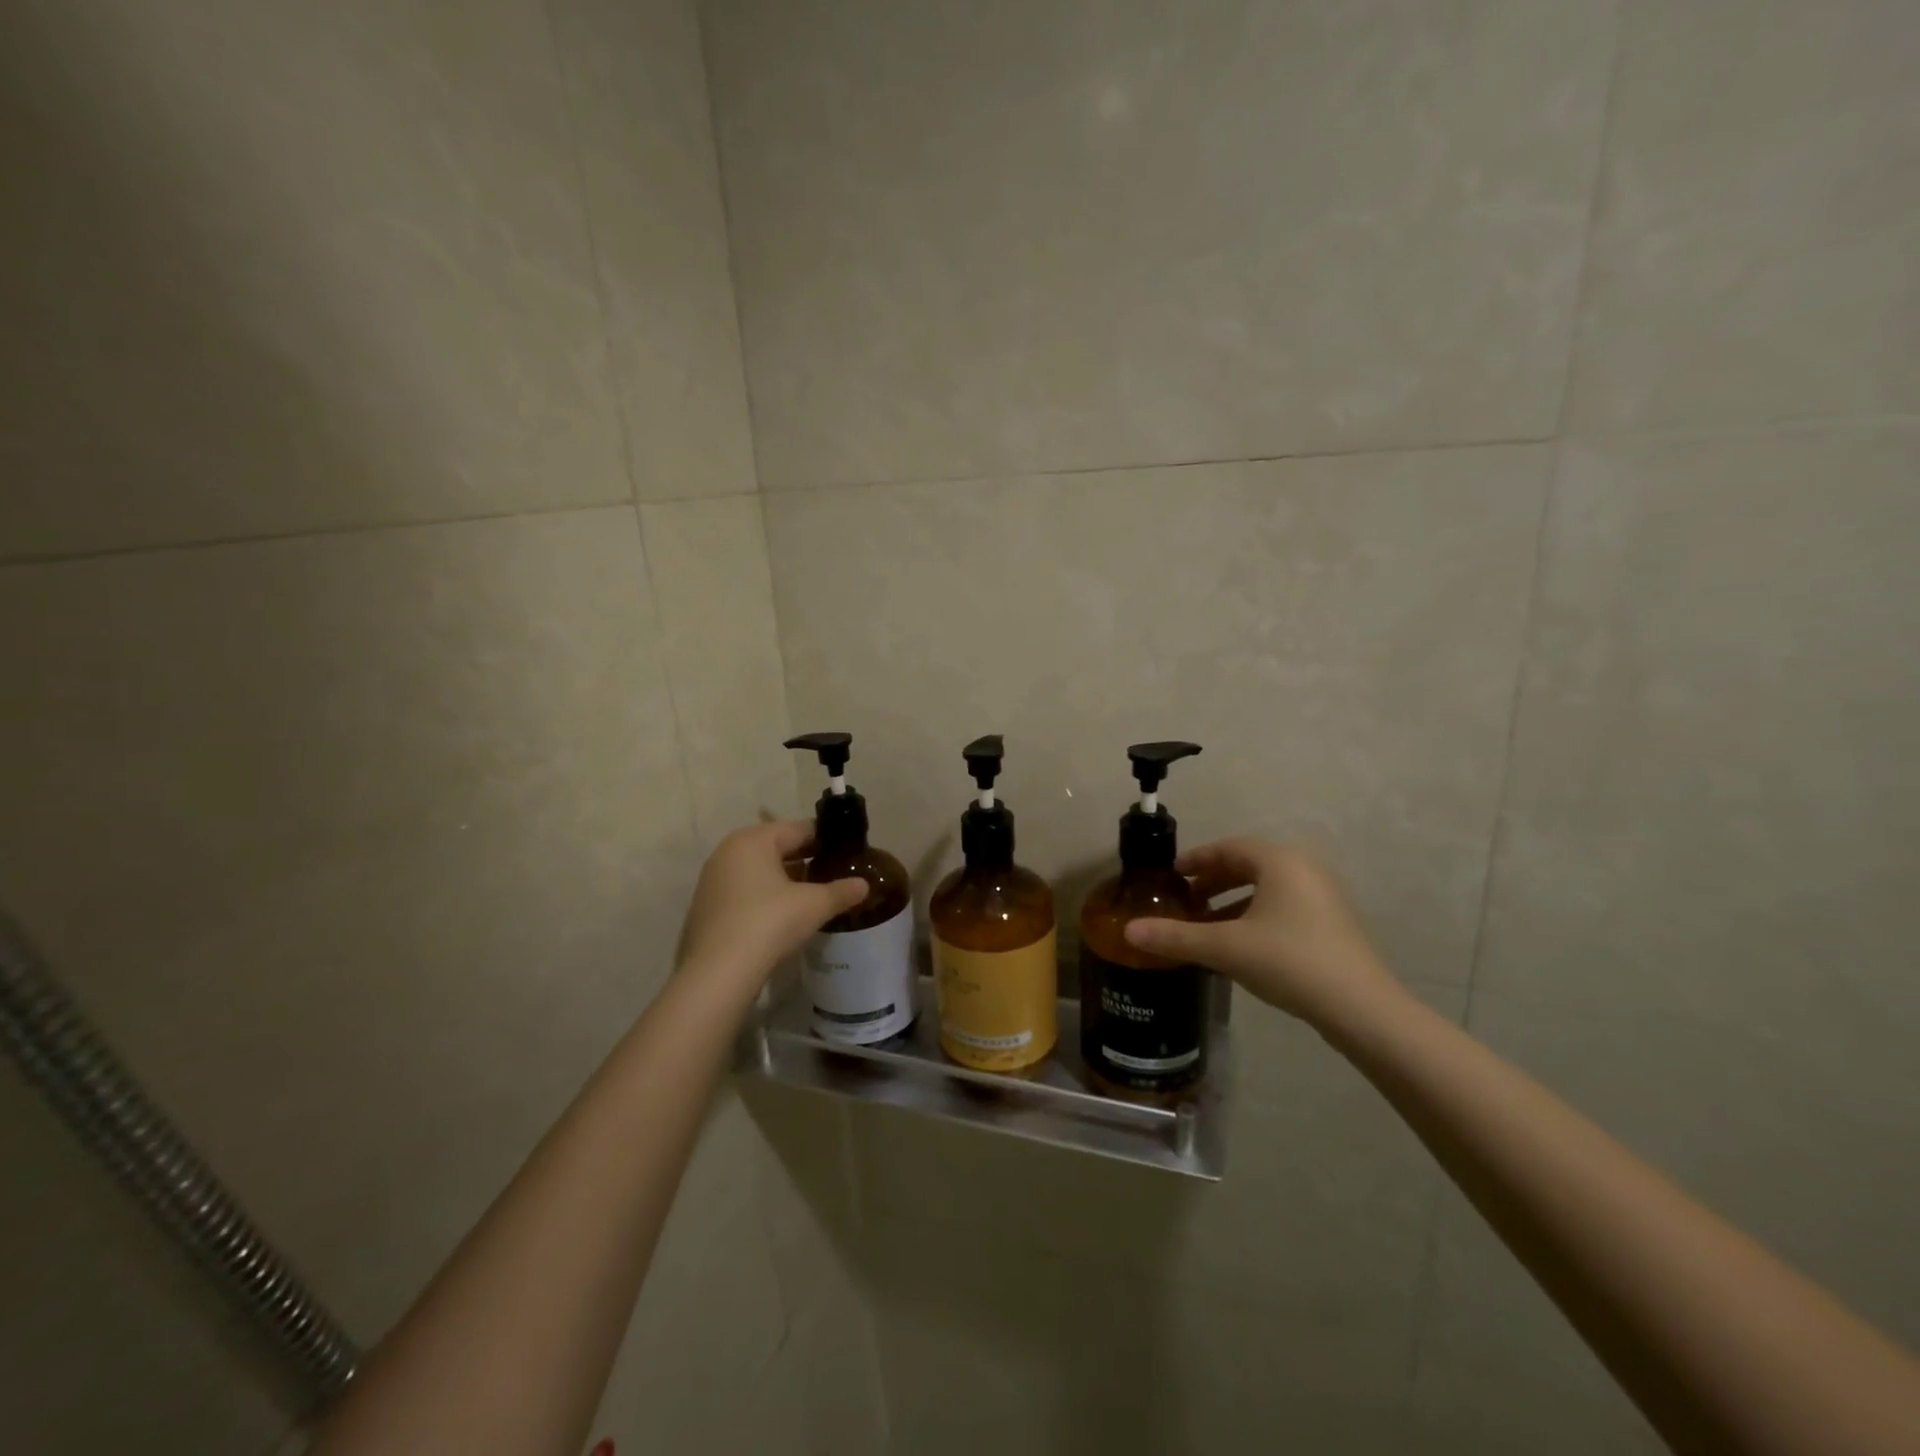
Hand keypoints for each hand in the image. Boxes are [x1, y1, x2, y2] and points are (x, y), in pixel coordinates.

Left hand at [675, 821, 867, 990]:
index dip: (825, 839)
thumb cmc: (769, 922)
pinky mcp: (706, 908)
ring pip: (759, 871)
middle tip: (833, 873)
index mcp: (753, 840)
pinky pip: (744, 892)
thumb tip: (864, 885)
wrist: (718, 972)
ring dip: (785, 880)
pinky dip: (765, 897)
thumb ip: (841, 891)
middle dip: (805, 860)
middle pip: (776, 848)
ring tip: (813, 896)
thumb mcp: (814, 905)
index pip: (797, 829)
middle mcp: (728, 852)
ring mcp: (713, 881)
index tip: (846, 852)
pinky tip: (783, 917)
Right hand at [1123, 838, 1400, 1025]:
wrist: (1361, 1009)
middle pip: (1248, 866)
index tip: (1171, 875)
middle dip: (1212, 881)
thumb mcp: (1225, 947)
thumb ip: (1176, 937)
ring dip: (1232, 901)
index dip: (1196, 859)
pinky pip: (1283, 908)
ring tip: (1205, 923)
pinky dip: (1255, 916)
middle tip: (1184, 899)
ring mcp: (1323, 898)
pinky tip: (1239, 945)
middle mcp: (1304, 870)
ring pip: (1266, 889)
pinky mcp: (1332, 926)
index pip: (1229, 848)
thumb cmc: (1289, 961)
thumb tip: (1128, 932)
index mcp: (1279, 862)